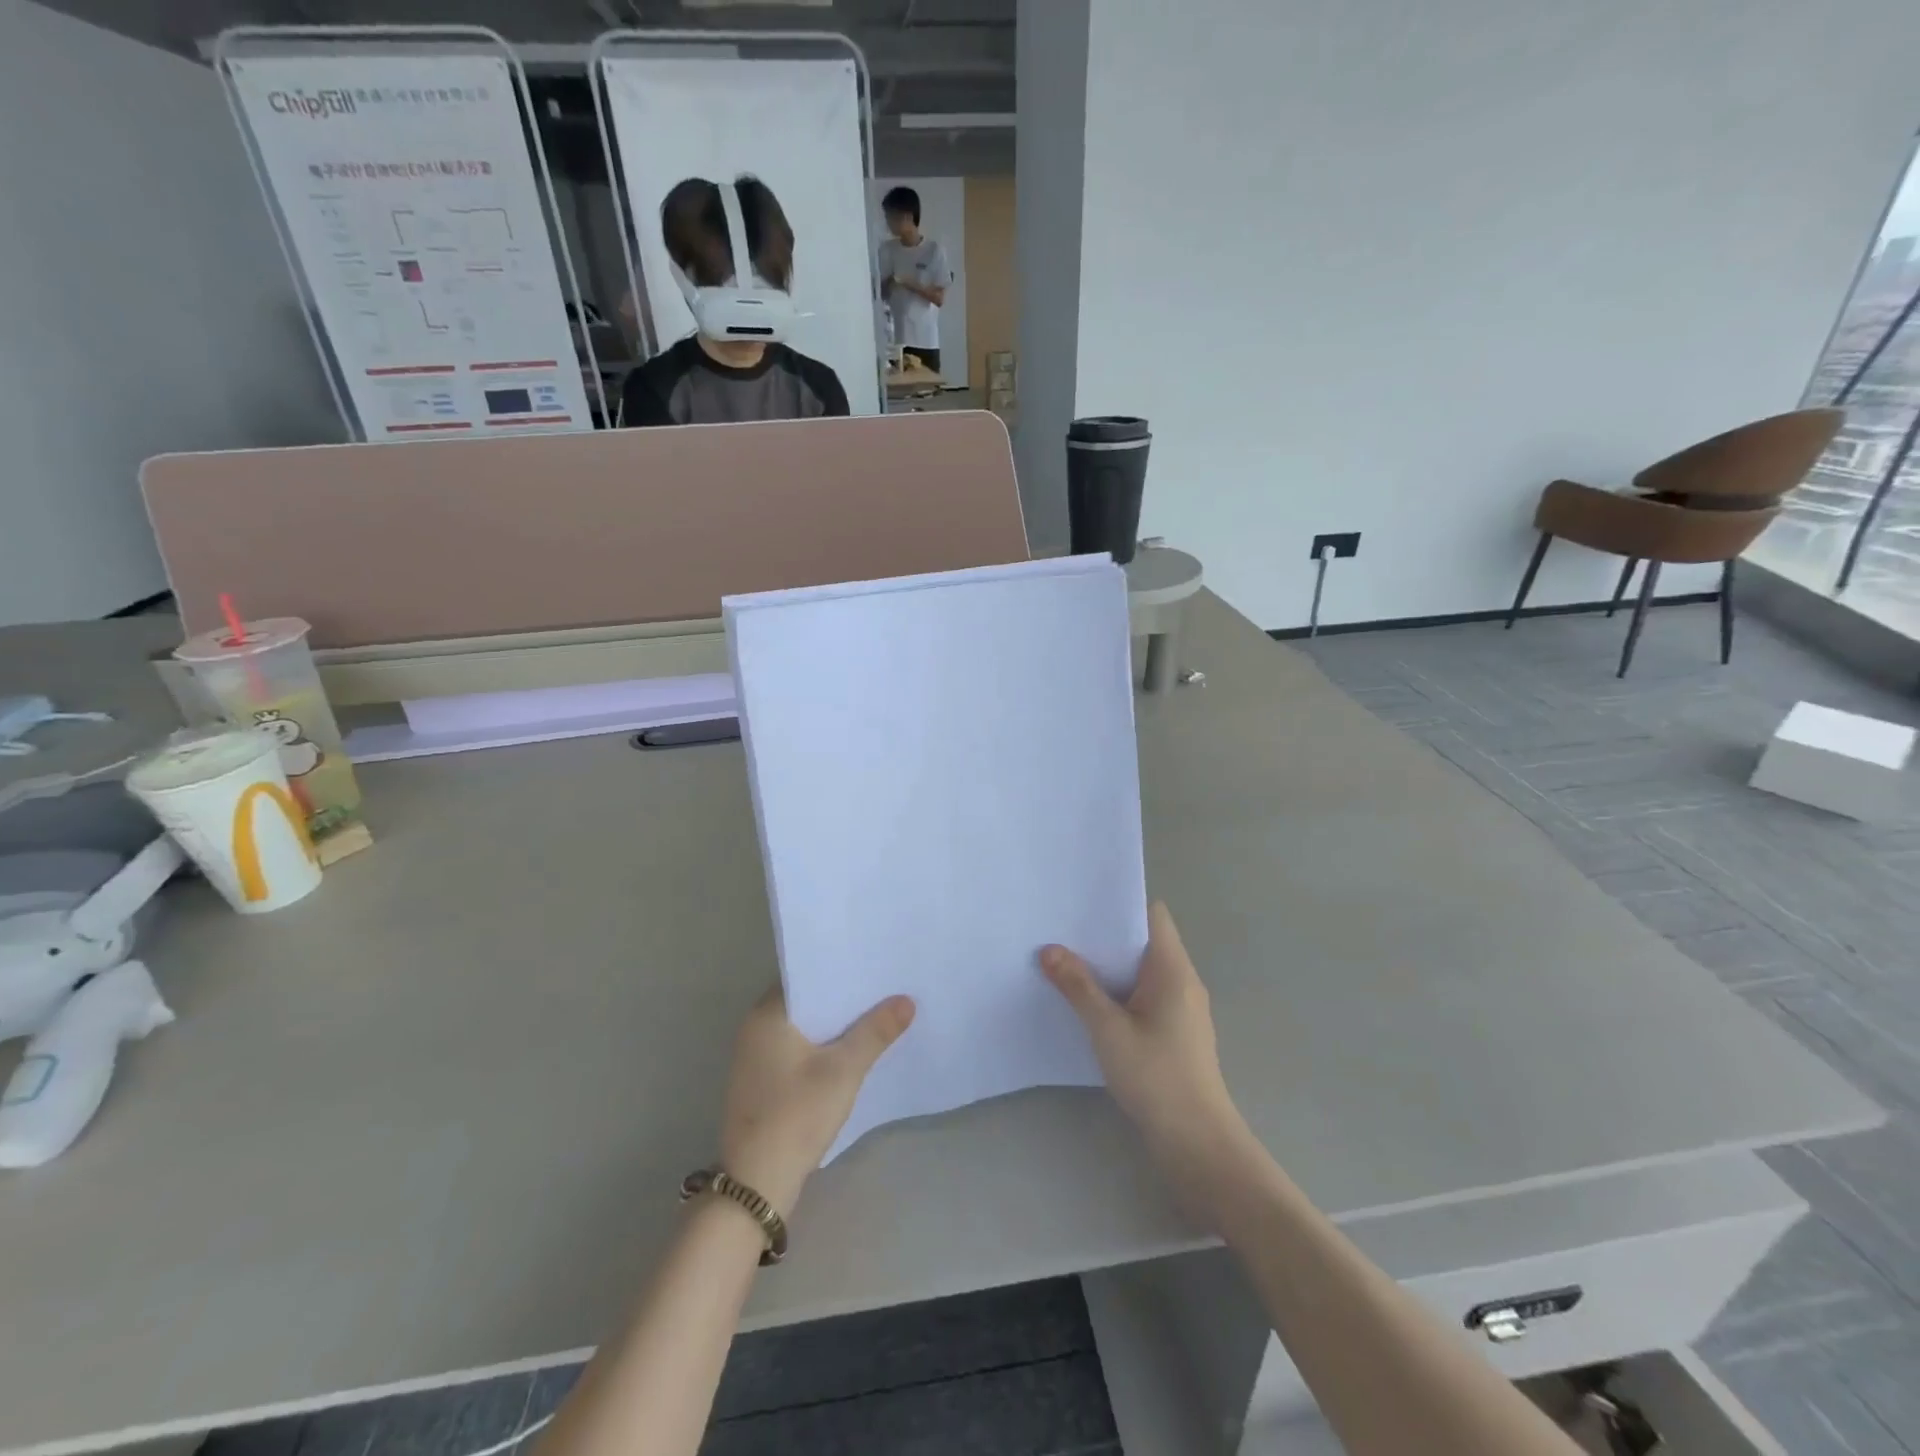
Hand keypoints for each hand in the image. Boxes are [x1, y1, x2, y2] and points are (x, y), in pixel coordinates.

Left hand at [718, 989, 915, 1213]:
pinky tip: (849, 1051)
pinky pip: (795, 1049)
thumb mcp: (844, 1070)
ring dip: (832, 1024)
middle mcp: (754, 1028)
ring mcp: (754, 1057)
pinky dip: (820, 1046)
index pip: (805, 975)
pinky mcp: (761, 1081)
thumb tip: (906, 1000)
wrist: (756, 1183)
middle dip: (841, 998)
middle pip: (805, 1001)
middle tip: (882, 987)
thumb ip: (875, 1032)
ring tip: (874, 1014)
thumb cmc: (796, 1114)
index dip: (838, 970)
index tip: (871, 964)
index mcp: (767, 1014)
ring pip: (801, 1027)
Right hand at [1041, 903, 1248, 1174]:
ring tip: (1068, 961)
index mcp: (1173, 969)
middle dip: (1106, 935)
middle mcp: (1182, 981)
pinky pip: (1144, 995)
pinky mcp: (1176, 1032)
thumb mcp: (1108, 1029)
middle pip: (1144, 941)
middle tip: (1063, 930)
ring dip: (1110, 966)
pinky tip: (1089, 1002)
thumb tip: (1049, 950)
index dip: (1120, 904)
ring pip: (1142, 971)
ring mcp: (1181, 1008)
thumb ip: (1078, 986)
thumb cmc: (1155, 1076)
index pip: (1152, 915)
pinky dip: (1119, 991)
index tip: (1083, 903)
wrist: (1197, 1142)